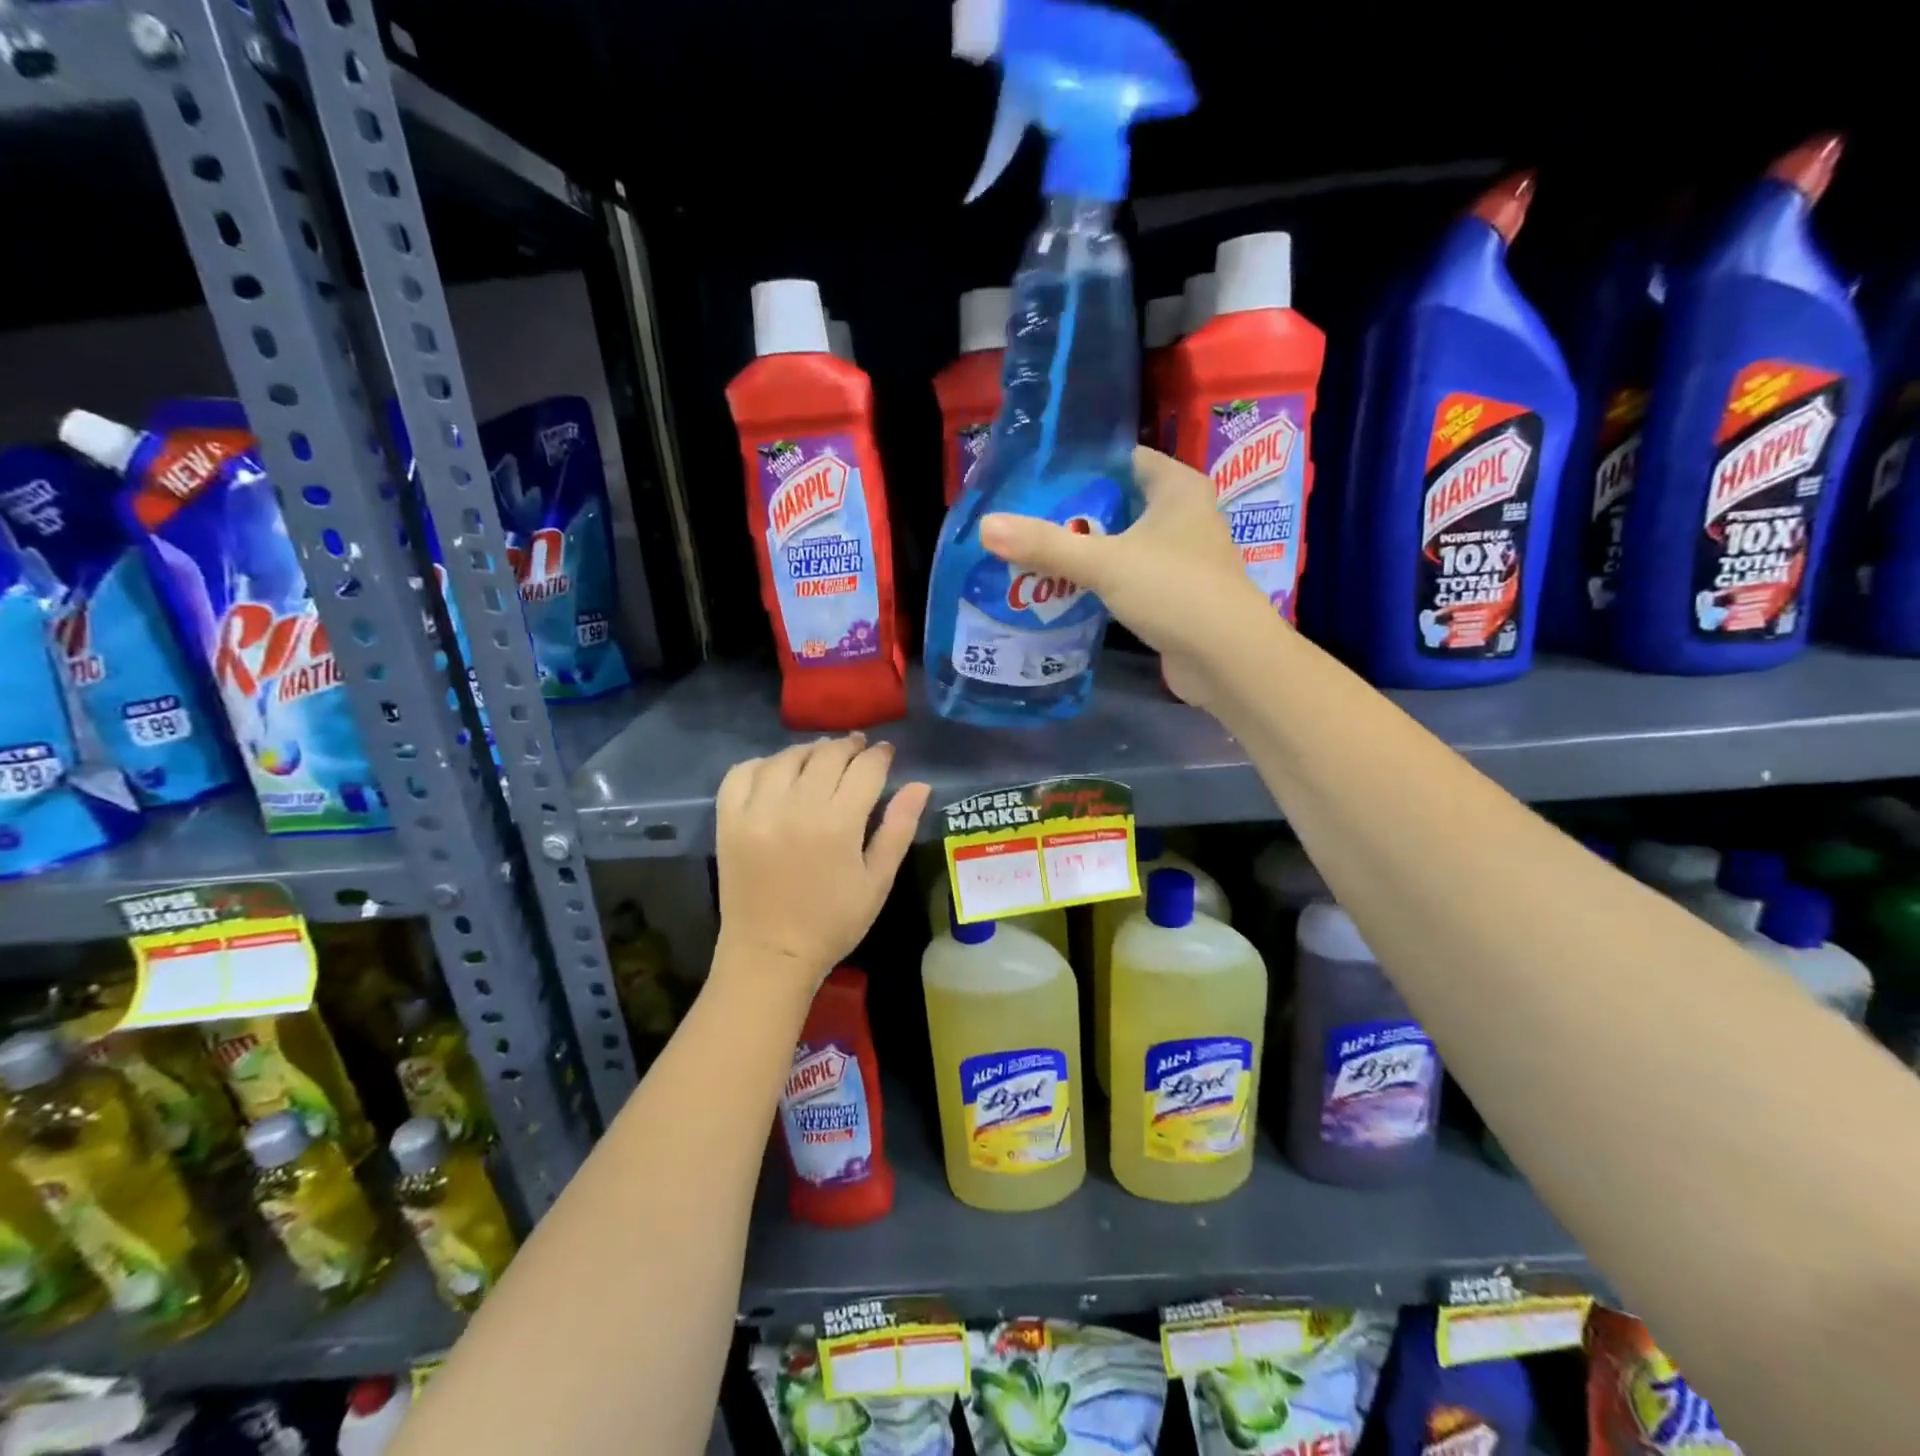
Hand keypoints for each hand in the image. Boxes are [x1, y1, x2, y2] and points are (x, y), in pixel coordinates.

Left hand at [713, 735, 930, 995]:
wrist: (769, 955)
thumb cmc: (833, 923)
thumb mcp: (877, 881)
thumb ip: (898, 828)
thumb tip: (919, 785)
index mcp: (838, 824)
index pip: (865, 769)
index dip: (879, 755)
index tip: (885, 752)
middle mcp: (796, 808)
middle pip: (827, 756)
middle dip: (848, 746)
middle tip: (858, 748)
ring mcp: (757, 811)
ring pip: (786, 758)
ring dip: (809, 751)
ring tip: (821, 756)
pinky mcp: (729, 820)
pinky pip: (742, 773)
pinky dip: (762, 764)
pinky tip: (777, 772)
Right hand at [978, 447, 1276, 708]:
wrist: (1228, 660)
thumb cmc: (1174, 592)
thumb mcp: (1104, 563)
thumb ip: (1045, 545)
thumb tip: (986, 526)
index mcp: (1177, 488)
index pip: (1123, 459)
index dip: (1081, 466)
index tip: (1036, 479)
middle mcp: (1184, 515)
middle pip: (1119, 503)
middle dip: (1075, 513)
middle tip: (1024, 519)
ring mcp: (1182, 557)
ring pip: (1123, 543)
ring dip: (1086, 551)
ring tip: (1034, 553)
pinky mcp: (1175, 594)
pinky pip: (1129, 577)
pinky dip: (1101, 581)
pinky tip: (1065, 590)